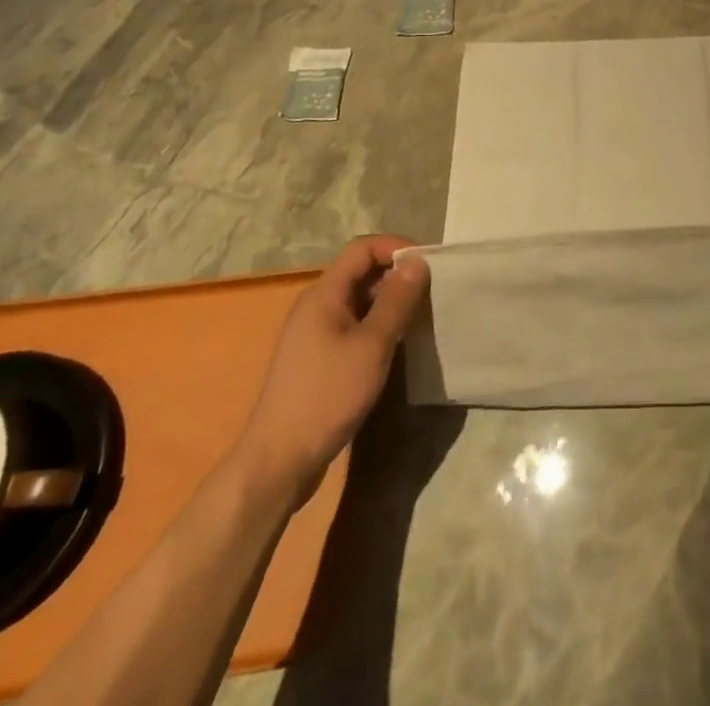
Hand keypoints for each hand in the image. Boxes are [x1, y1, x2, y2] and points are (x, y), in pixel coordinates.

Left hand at [235, 235, 429, 503]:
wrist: (278, 462)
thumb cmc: (327, 396)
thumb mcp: (372, 345)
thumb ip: (397, 300)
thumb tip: (417, 261)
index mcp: (324, 294)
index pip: (363, 248)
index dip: (396, 247)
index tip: (428, 264)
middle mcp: (316, 306)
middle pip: (361, 271)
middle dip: (397, 274)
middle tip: (431, 290)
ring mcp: (314, 333)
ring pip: (359, 300)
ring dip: (390, 302)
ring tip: (420, 316)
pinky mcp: (318, 358)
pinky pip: (353, 325)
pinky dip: (378, 325)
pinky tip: (396, 344)